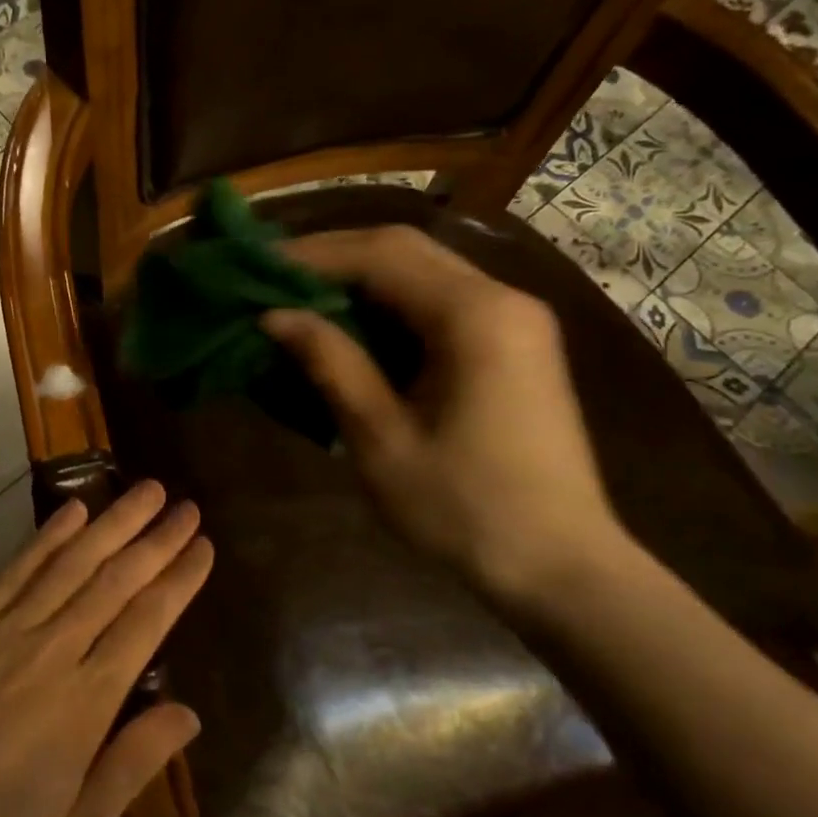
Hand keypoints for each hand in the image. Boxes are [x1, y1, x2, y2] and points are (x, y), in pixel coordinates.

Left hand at [0, 481, 211, 816]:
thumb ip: (133, 766)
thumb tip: (188, 713)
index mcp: (85, 702)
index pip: (146, 623)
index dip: (179, 580)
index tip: (203, 546)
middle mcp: (52, 651)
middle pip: (115, 581)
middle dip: (156, 540)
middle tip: (186, 506)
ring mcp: (6, 631)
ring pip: (72, 564)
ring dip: (112, 523)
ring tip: (144, 491)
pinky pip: (17, 571)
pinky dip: (47, 537)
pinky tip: (72, 510)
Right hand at [261, 225, 627, 604]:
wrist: (561, 567)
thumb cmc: (465, 509)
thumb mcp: (381, 438)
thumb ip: (330, 363)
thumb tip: (274, 315)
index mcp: (474, 316)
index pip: (380, 255)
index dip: (312, 255)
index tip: (256, 265)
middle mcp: (501, 299)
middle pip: (404, 249)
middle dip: (332, 256)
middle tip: (271, 275)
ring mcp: (513, 318)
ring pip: (422, 269)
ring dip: (358, 275)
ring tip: (298, 294)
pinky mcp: (512, 341)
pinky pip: (439, 299)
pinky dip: (387, 301)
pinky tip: (350, 321)